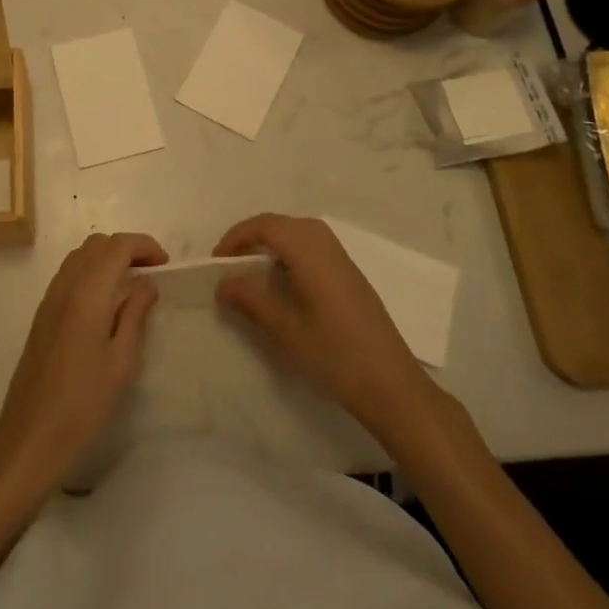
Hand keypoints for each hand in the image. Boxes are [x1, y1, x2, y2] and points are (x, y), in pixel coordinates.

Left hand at [0, 232, 167, 490]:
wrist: (31, 435)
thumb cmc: (84, 403)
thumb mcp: (122, 362)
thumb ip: (136, 315)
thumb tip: (147, 283)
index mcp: (88, 293)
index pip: (117, 246)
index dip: (144, 245)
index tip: (165, 264)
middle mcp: (65, 285)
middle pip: (97, 244)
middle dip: (127, 248)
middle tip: (151, 272)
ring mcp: (50, 297)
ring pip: (81, 256)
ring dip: (107, 258)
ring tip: (131, 284)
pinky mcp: (42, 313)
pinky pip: (69, 273)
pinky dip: (91, 271)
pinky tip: (105, 300)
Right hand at [214, 213, 438, 435]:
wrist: (391, 384)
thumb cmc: (333, 354)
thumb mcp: (284, 329)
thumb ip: (250, 300)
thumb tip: (222, 283)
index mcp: (308, 250)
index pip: (264, 225)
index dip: (236, 237)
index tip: (217, 262)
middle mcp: (326, 243)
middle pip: (281, 224)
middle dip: (252, 237)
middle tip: (231, 265)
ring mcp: (341, 258)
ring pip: (298, 233)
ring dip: (272, 245)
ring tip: (253, 274)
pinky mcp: (350, 274)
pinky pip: (312, 248)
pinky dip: (290, 255)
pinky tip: (285, 285)